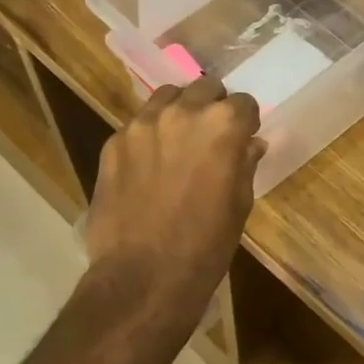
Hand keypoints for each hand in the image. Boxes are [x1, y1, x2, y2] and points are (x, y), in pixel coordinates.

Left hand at [85, 77, 263, 329]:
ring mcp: (142, 125)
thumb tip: (250, 144)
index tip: (243, 137)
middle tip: (211, 136)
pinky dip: (148, 135)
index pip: (243, 102)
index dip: (246, 120)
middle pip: (204, 88)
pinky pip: (137, 125)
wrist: (143, 276)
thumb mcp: (239, 205)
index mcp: (222, 125)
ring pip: (166, 97)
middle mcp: (182, 112)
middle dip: (212, 106)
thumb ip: (244, 164)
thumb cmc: (206, 245)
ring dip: (178, 111)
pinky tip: (148, 165)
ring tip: (178, 141)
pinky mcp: (113, 143)